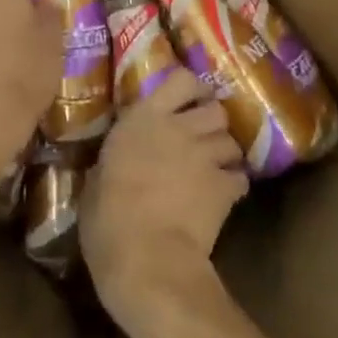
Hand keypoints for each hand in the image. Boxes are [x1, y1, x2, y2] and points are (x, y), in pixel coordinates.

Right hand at [81, 69, 246, 337]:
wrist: (144, 257)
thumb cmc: (107, 218)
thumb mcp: (97, 178)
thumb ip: (113, 159)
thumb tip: (114, 161)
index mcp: (143, 118)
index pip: (181, 80)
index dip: (191, 89)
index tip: (189, 101)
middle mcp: (179, 127)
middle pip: (215, 109)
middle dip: (212, 123)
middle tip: (202, 140)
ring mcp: (205, 155)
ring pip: (231, 141)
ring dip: (224, 153)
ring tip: (215, 169)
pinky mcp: (224, 187)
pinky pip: (240, 177)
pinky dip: (234, 184)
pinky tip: (224, 197)